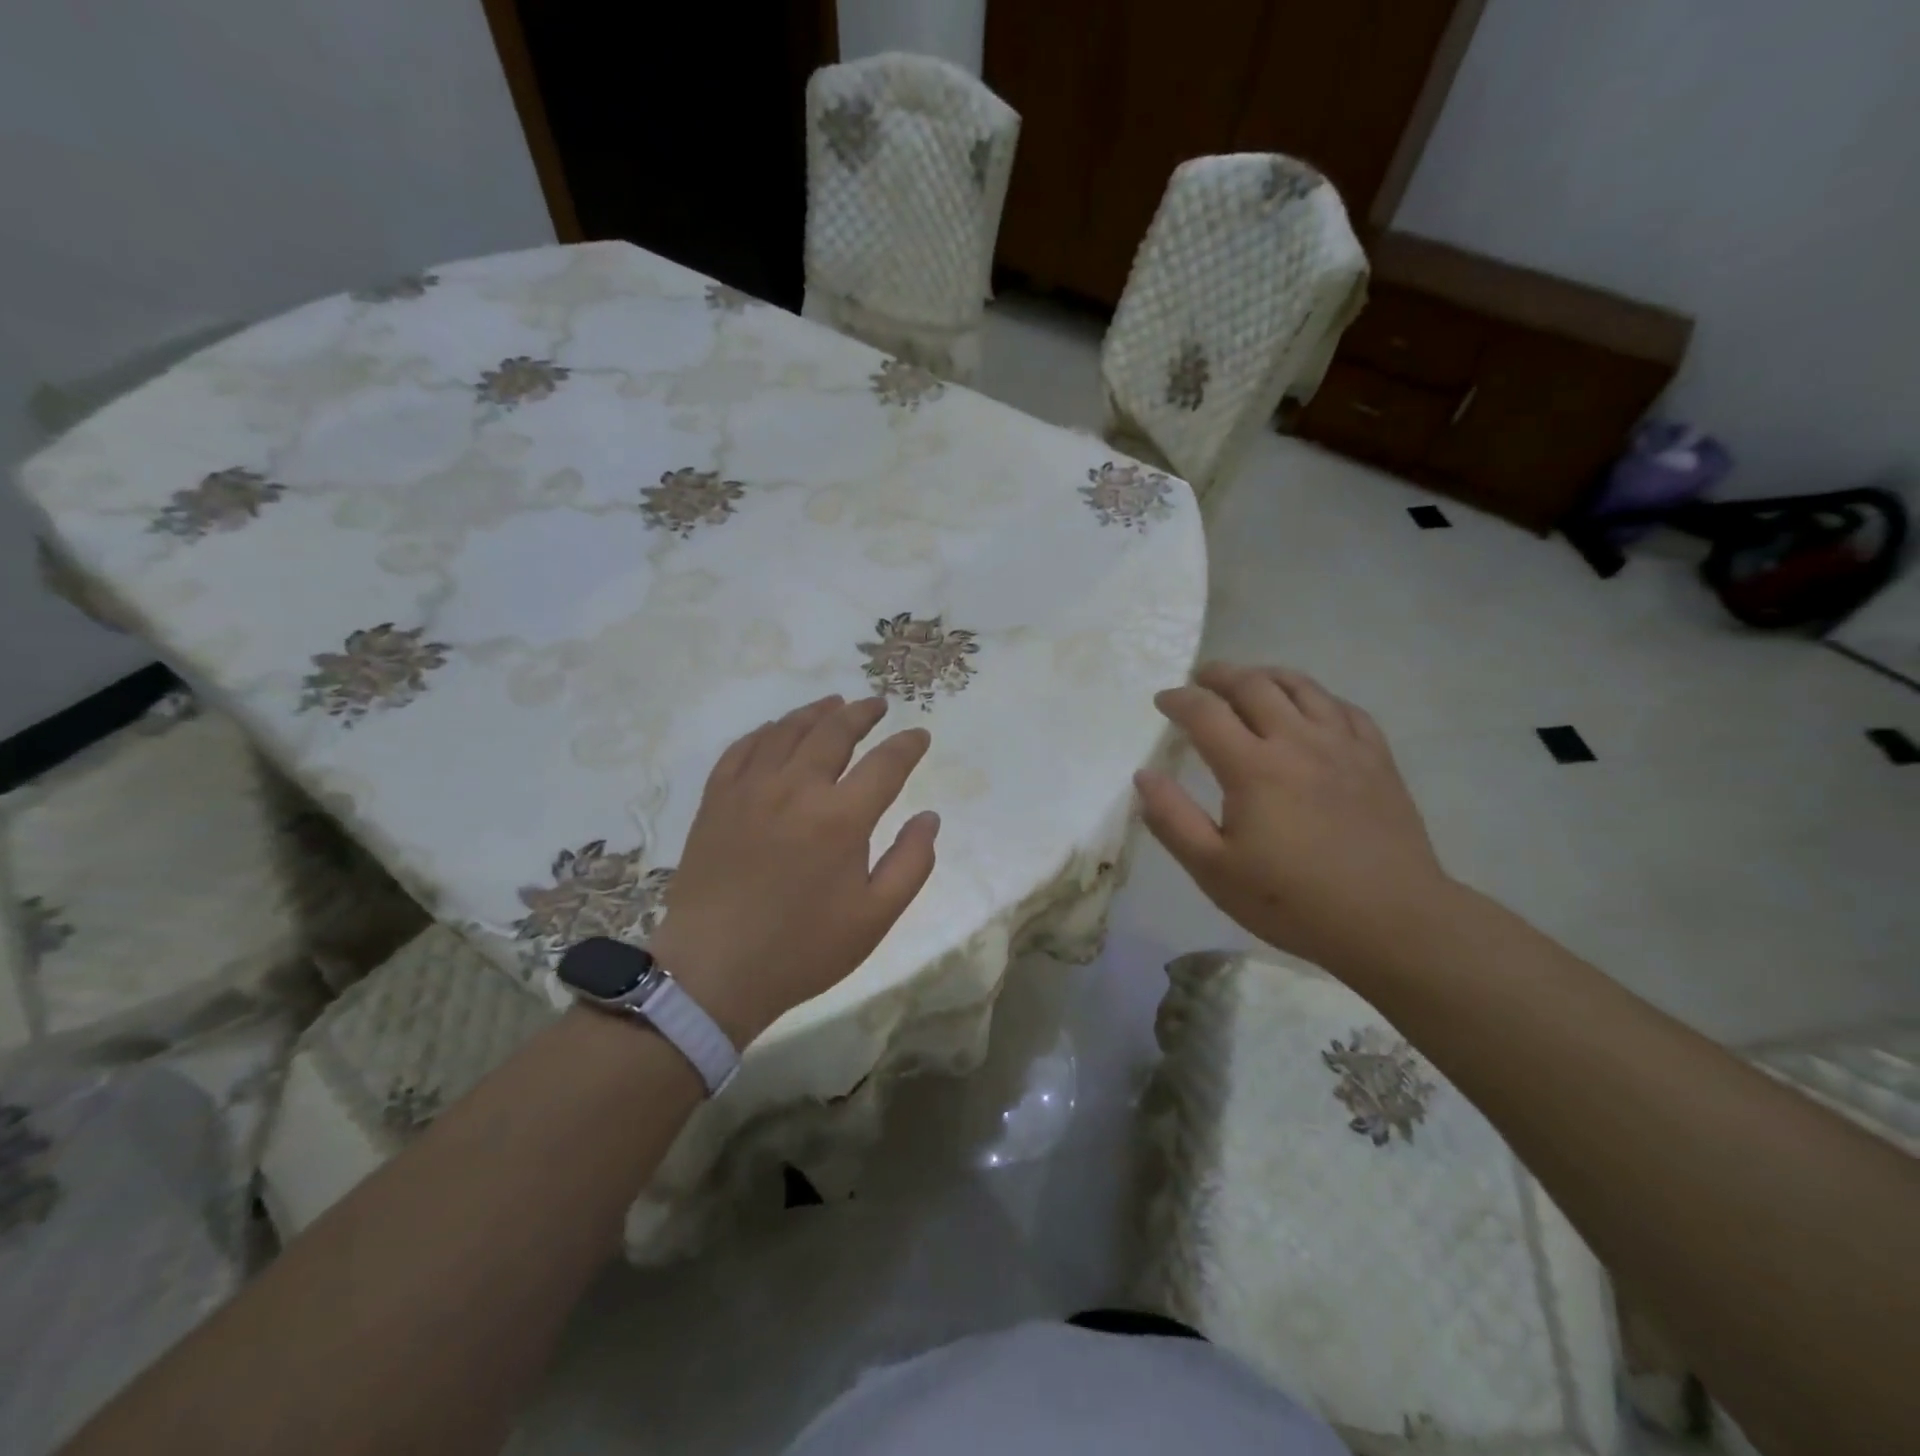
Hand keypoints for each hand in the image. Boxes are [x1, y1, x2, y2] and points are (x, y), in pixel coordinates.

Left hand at [649, 695, 938, 1045]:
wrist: (714, 971)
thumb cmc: (803, 948)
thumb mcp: (875, 917)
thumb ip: (911, 863)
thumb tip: (929, 818)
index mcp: (841, 818)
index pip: (885, 764)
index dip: (908, 745)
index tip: (920, 736)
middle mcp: (796, 789)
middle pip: (834, 732)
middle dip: (862, 713)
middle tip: (877, 704)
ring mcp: (751, 789)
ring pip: (787, 731)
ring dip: (816, 712)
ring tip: (834, 704)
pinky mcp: (717, 800)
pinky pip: (742, 749)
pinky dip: (765, 732)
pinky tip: (775, 729)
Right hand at [1135, 663, 1452, 972]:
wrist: (1392, 921)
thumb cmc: (1293, 901)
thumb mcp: (1214, 871)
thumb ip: (1173, 819)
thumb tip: (1145, 775)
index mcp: (1253, 767)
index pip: (1205, 712)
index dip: (1178, 700)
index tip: (1162, 701)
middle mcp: (1297, 741)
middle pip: (1253, 685)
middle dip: (1219, 675)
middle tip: (1201, 679)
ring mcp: (1343, 746)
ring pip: (1301, 687)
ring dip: (1267, 675)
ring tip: (1249, 680)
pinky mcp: (1377, 759)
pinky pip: (1344, 708)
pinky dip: (1317, 697)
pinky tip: (1310, 708)